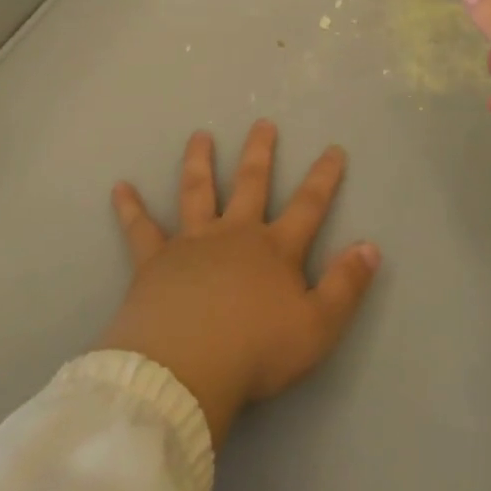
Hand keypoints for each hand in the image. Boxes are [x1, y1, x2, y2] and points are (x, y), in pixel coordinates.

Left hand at [98, 120, 380, 446]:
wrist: (185, 368)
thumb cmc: (256, 351)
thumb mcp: (317, 327)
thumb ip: (346, 286)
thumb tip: (371, 246)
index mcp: (274, 250)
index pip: (308, 205)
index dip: (324, 177)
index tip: (333, 149)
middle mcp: (234, 234)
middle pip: (251, 183)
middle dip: (260, 152)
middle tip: (263, 122)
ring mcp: (192, 243)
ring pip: (197, 191)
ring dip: (199, 162)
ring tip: (199, 135)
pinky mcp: (155, 261)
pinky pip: (141, 229)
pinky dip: (130, 207)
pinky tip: (119, 187)